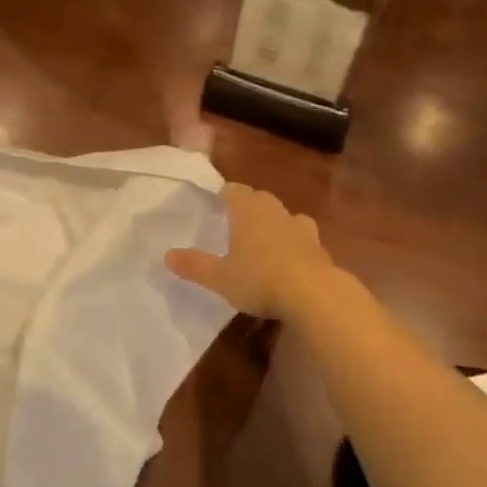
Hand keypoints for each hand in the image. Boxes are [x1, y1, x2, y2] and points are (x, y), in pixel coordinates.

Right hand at [165, 182, 337, 319]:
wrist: (315, 295)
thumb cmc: (260, 279)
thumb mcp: (220, 278)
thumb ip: (194, 265)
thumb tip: (167, 255)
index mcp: (248, 211)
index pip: (234, 191)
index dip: (224, 195)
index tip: (216, 203)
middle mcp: (275, 212)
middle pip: (260, 199)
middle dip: (249, 206)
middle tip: (236, 221)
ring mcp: (301, 228)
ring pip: (285, 216)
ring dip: (275, 222)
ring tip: (265, 239)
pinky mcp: (319, 248)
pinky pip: (303, 238)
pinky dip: (295, 244)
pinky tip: (290, 260)